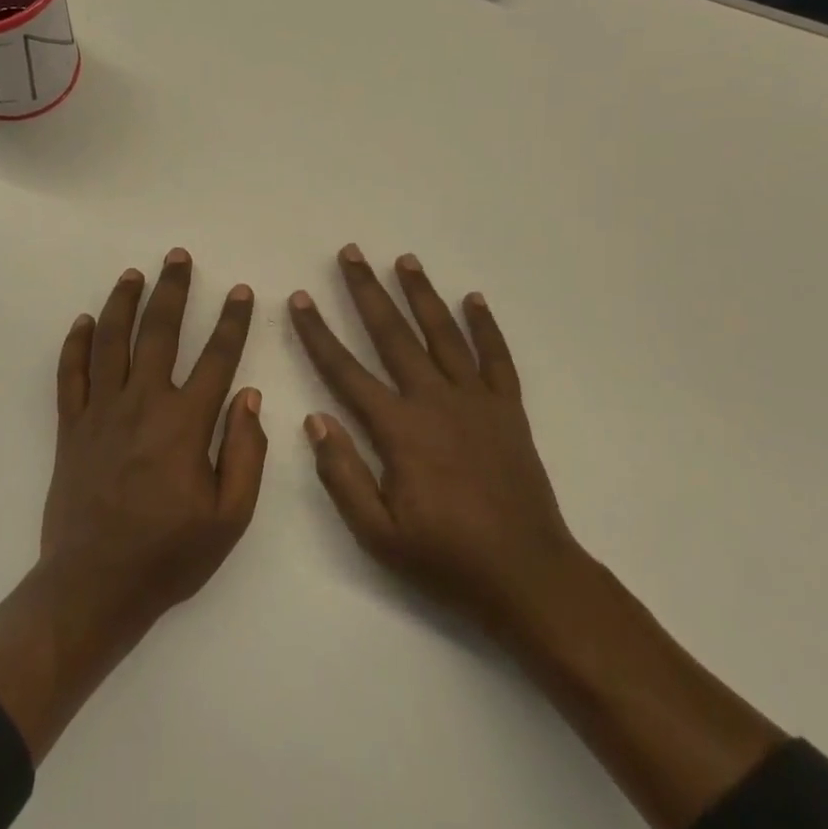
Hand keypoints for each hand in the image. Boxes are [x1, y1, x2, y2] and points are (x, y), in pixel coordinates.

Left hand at [42, 249, 266, 637]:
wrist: (94, 585)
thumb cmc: (169, 555)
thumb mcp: (230, 517)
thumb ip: (245, 453)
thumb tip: (249, 396)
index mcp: (185, 424)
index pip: (216, 358)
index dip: (232, 321)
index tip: (240, 291)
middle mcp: (142, 404)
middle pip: (158, 333)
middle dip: (172, 291)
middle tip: (177, 257)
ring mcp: (101, 412)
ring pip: (111, 342)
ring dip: (123, 303)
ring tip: (133, 274)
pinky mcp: (71, 428)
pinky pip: (71, 375)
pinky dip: (76, 345)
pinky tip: (84, 321)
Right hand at [289, 244, 580, 643]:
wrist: (527, 575)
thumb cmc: (445, 558)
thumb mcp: (377, 533)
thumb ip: (342, 474)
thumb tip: (316, 418)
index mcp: (398, 430)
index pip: (345, 370)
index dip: (318, 333)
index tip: (299, 299)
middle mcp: (435, 401)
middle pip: (393, 335)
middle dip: (367, 291)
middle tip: (350, 253)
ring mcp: (476, 401)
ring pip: (443, 334)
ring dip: (421, 294)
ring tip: (403, 260)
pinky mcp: (508, 410)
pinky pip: (496, 357)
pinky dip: (485, 325)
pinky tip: (473, 299)